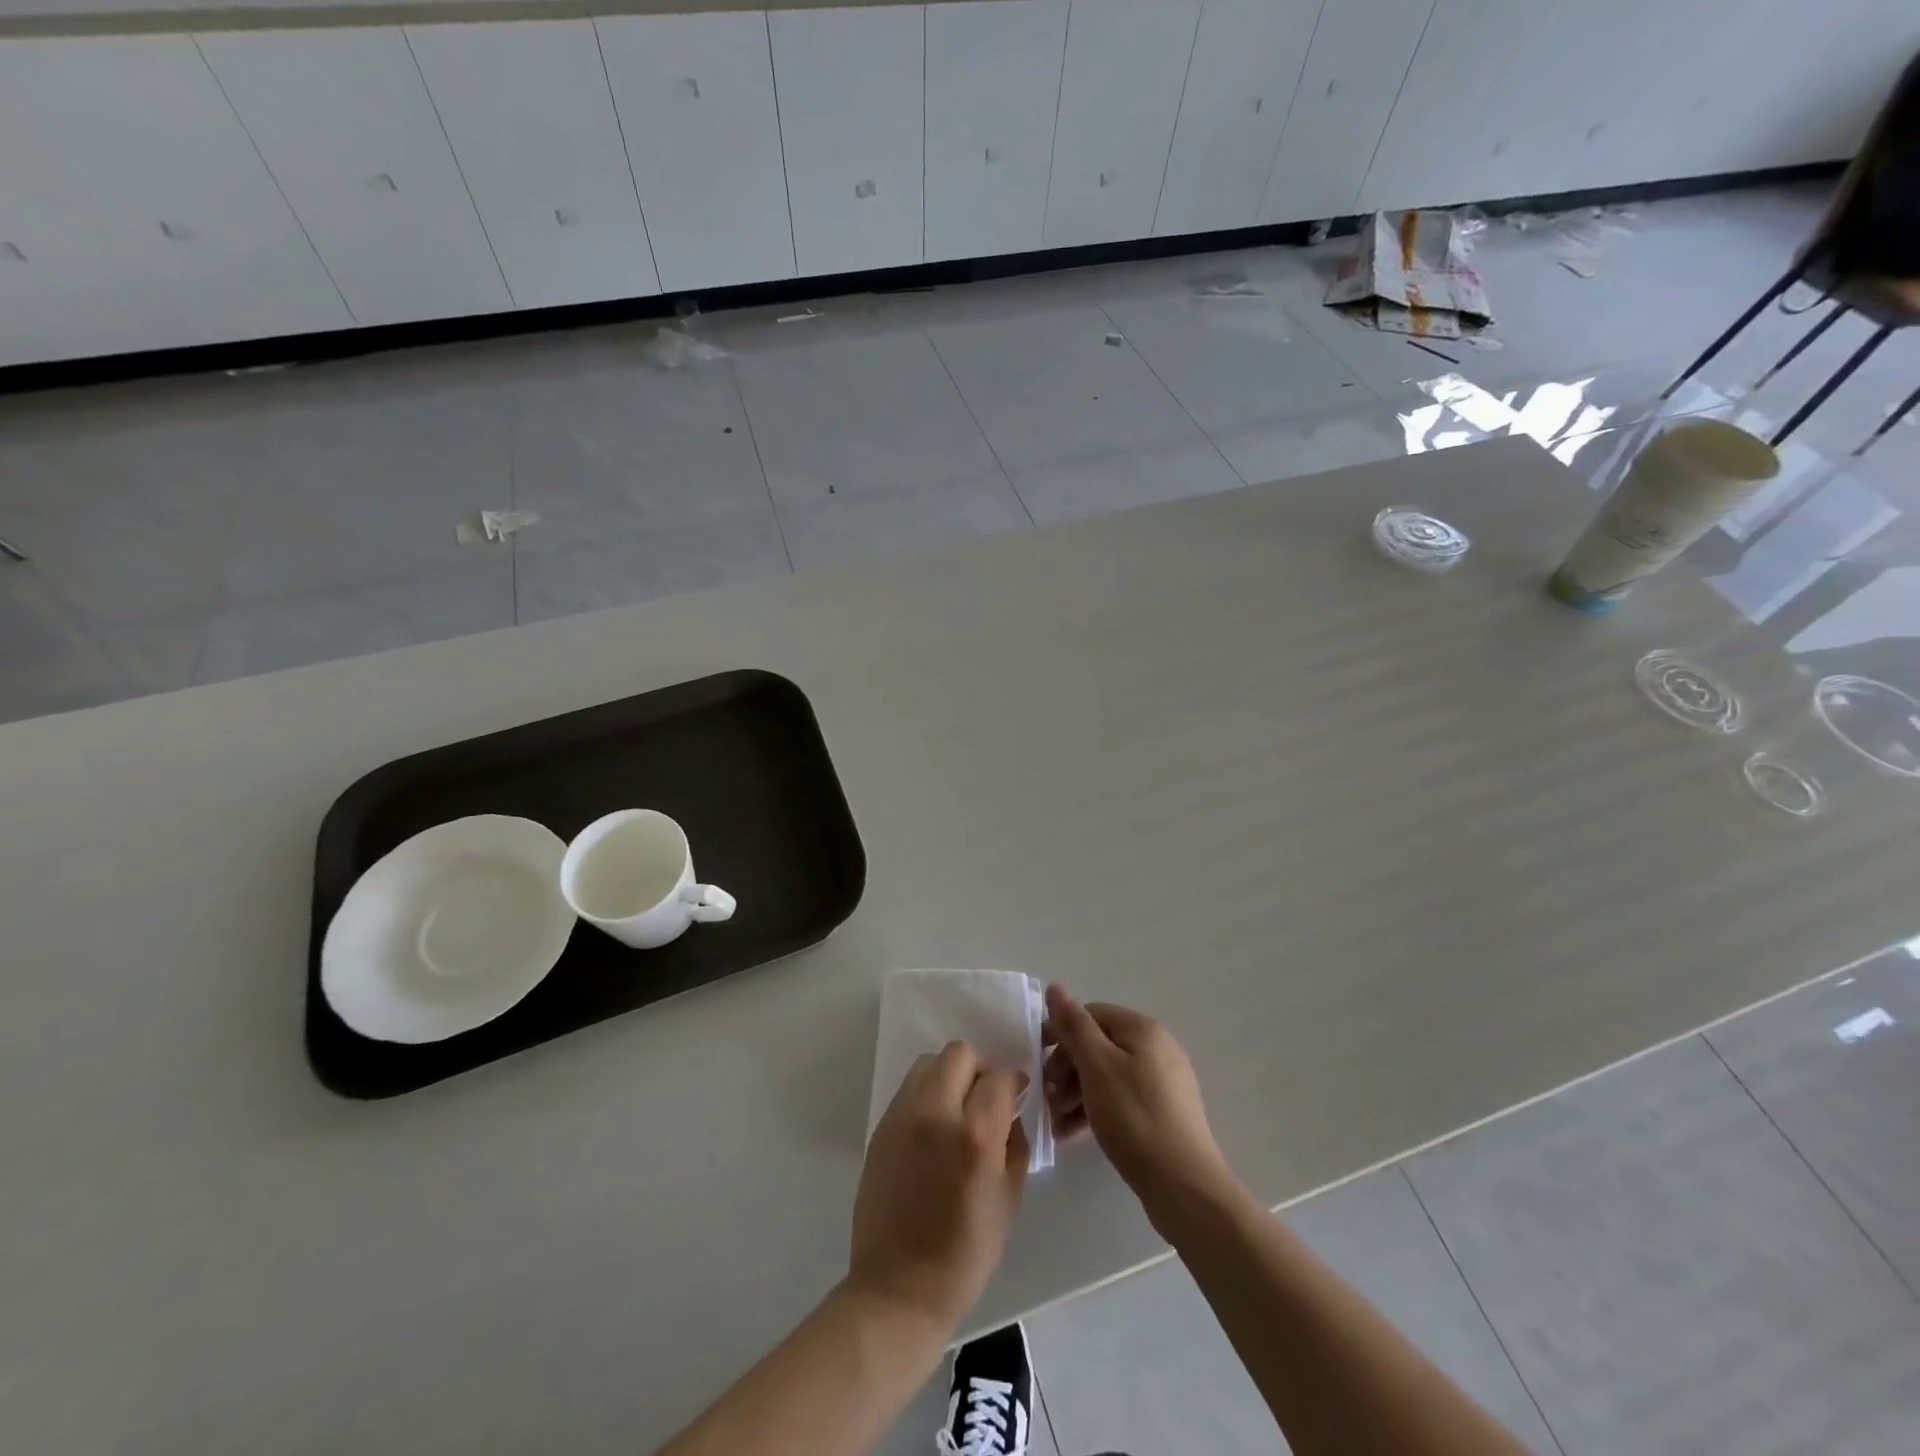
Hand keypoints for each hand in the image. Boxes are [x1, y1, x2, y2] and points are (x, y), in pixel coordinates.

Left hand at [848, 1041, 1028, 1333]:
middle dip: (978, 1070)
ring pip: (929, 1063)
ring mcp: (902, 1116)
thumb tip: (1012, 1108)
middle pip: (959, 1054)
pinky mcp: (881, 1127)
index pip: (998, 1077)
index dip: (1012, 1083)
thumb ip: (1014, 1142)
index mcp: (974, 1135)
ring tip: (955, 1111)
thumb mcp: (1008, 1199)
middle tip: (984, 1100)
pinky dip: (926, 1095)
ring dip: (948, 1076)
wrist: (898, 1288)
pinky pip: (909, 1089)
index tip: (1015, 1096)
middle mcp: (935, 1112)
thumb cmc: (964, 1253)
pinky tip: (932, 1130)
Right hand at [1043, 984, 1230, 1207]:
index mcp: (1142, 1029)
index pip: (1090, 1014)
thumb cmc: (1134, 1117)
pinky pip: (1120, 1099)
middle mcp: (1156, 1047)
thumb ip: (1073, 1025)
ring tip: (1054, 1120)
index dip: (1060, 1033)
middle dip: (1066, 1068)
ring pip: (1107, 1075)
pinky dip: (1095, 1110)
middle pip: (1099, 1045)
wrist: (1184, 1186)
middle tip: (1046, 1096)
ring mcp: (1163, 1082)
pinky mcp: (1163, 1113)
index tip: (1037, 1062)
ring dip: (1076, 1092)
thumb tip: (1055, 986)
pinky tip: (1072, 1133)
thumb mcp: (1096, 1065)